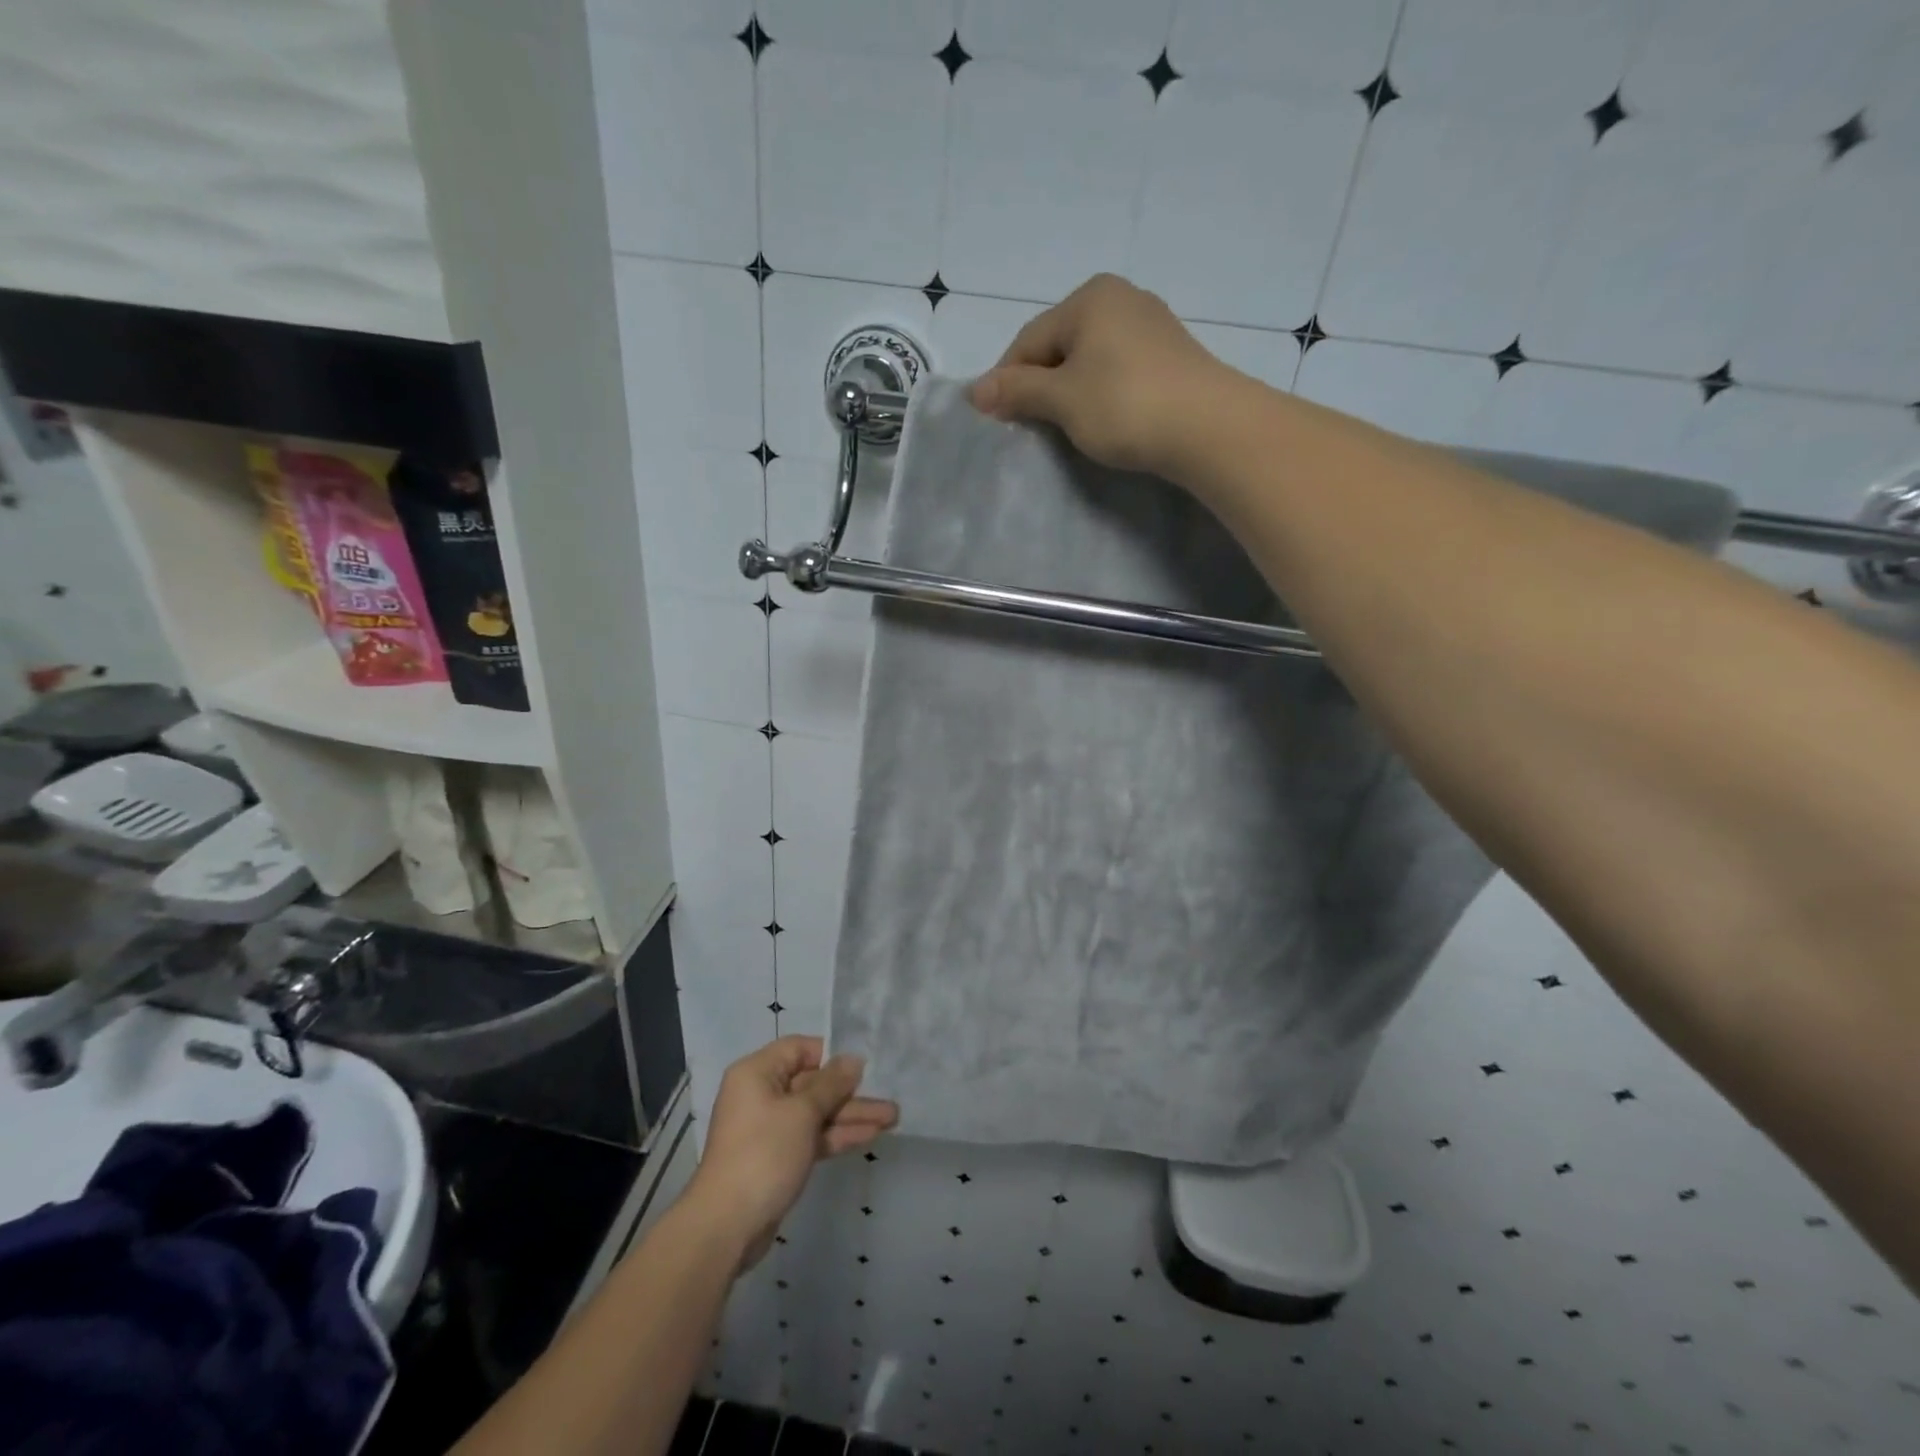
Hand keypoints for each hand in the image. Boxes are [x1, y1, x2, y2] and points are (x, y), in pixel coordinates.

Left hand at [685, 1036, 898, 1270]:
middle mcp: (761, 1094)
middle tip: (888, 1097)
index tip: (863, 1066)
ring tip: (892, 1119)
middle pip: (812, 1083)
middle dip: (850, 1092)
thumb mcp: (802, 1113)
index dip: (832, 1055)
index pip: (800, 1049)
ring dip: (850, 1115)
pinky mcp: (778, 1157)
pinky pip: (811, 1136)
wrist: (727, 1226)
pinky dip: (836, 1135)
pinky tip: (870, 1135)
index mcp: (757, 1073)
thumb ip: (831, 1084)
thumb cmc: (763, 1154)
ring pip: (816, 1112)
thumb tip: (853, 1059)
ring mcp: (770, 1128)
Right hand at [969, 274, 1234, 478]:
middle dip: (1038, 386)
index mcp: (1090, 298)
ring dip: (1068, 393)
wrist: (1208, 428)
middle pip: (1059, 346)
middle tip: (1028, 427)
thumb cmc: (1125, 405)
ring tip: (1064, 428)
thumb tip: (973, 391)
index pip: (1028, 340)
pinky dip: (1099, 394)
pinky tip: (1102, 420)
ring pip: (1089, 360)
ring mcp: (1151, 325)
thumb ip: (1017, 391)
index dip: (1005, 381)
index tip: (994, 419)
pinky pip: (1117, 371)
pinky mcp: (1170, 356)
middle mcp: (1121, 299)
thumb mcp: (1062, 399)